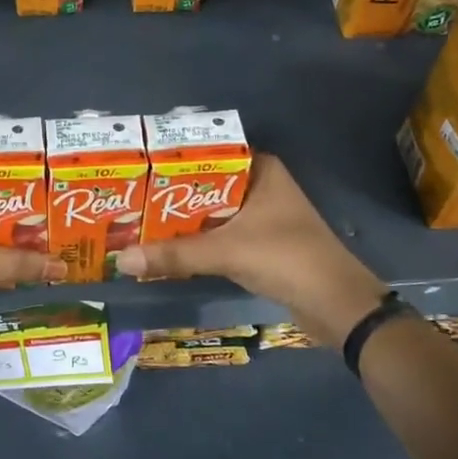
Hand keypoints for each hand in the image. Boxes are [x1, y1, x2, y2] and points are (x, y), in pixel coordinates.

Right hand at [114, 154, 387, 344]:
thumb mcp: (225, 252)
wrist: (336, 304)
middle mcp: (262, 187)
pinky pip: (221, 235)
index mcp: (261, 170)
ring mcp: (264, 217)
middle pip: (206, 186)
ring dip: (183, 221)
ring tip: (139, 223)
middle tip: (129, 200)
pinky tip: (168, 249)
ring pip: (213, 213)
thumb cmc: (285, 259)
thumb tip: (121, 260)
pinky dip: (198, 242)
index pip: (208, 154)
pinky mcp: (262, 244)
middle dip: (171, 196)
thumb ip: (173, 255)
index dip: (173, 162)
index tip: (137, 170)